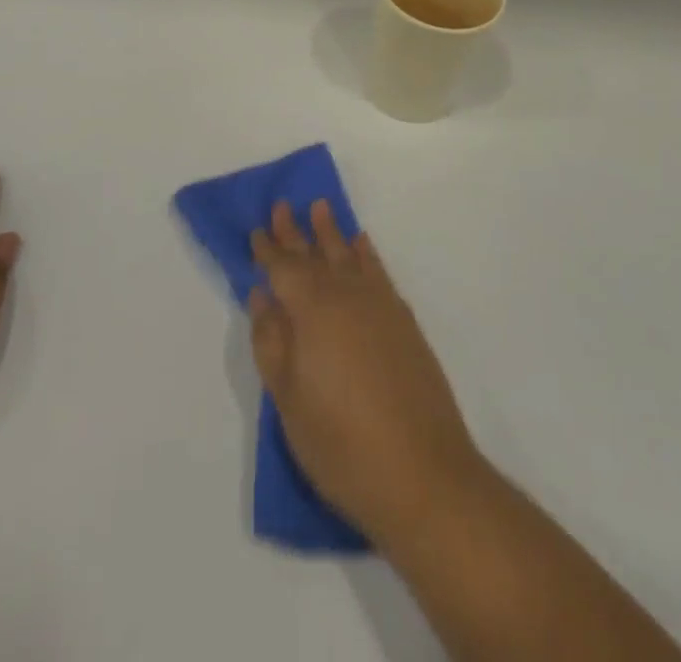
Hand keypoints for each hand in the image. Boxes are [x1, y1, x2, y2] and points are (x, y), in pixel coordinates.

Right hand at [248, 200, 485, 541]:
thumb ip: (272, 341)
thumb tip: (261, 296)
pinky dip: (368, 253)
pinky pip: (379, 271)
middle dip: (296, 231)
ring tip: (321, 207)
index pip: (283, 269)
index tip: (256, 230)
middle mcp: (347, 296)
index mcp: (313, 311)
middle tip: (283, 205)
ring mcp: (381, 307)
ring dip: (332, 232)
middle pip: (315, 255)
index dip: (268, 250)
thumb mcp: (289, 400)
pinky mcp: (405, 322)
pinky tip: (362, 245)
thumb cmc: (342, 444)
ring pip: (349, 255)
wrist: (424, 474)